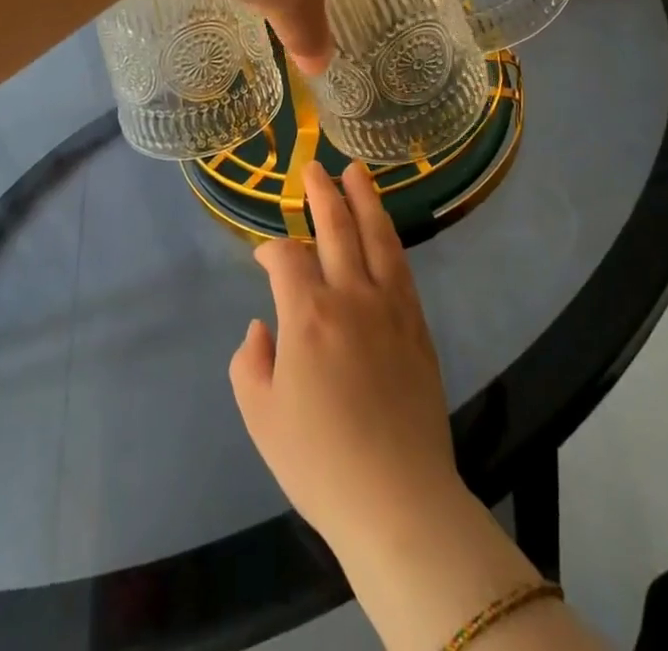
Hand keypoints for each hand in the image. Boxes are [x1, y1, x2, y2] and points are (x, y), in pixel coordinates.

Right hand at [229, 159, 466, 554]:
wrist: (397, 499)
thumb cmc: (319, 462)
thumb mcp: (261, 417)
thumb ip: (250, 362)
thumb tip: (263, 326)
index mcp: (307, 315)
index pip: (286, 260)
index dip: (270, 252)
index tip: (263, 259)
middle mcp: (350, 296)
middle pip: (335, 229)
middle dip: (321, 194)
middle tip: (312, 167)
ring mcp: (389, 306)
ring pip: (376, 236)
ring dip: (364, 199)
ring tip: (355, 171)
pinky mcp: (417, 324)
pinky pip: (401, 267)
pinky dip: (389, 238)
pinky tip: (383, 228)